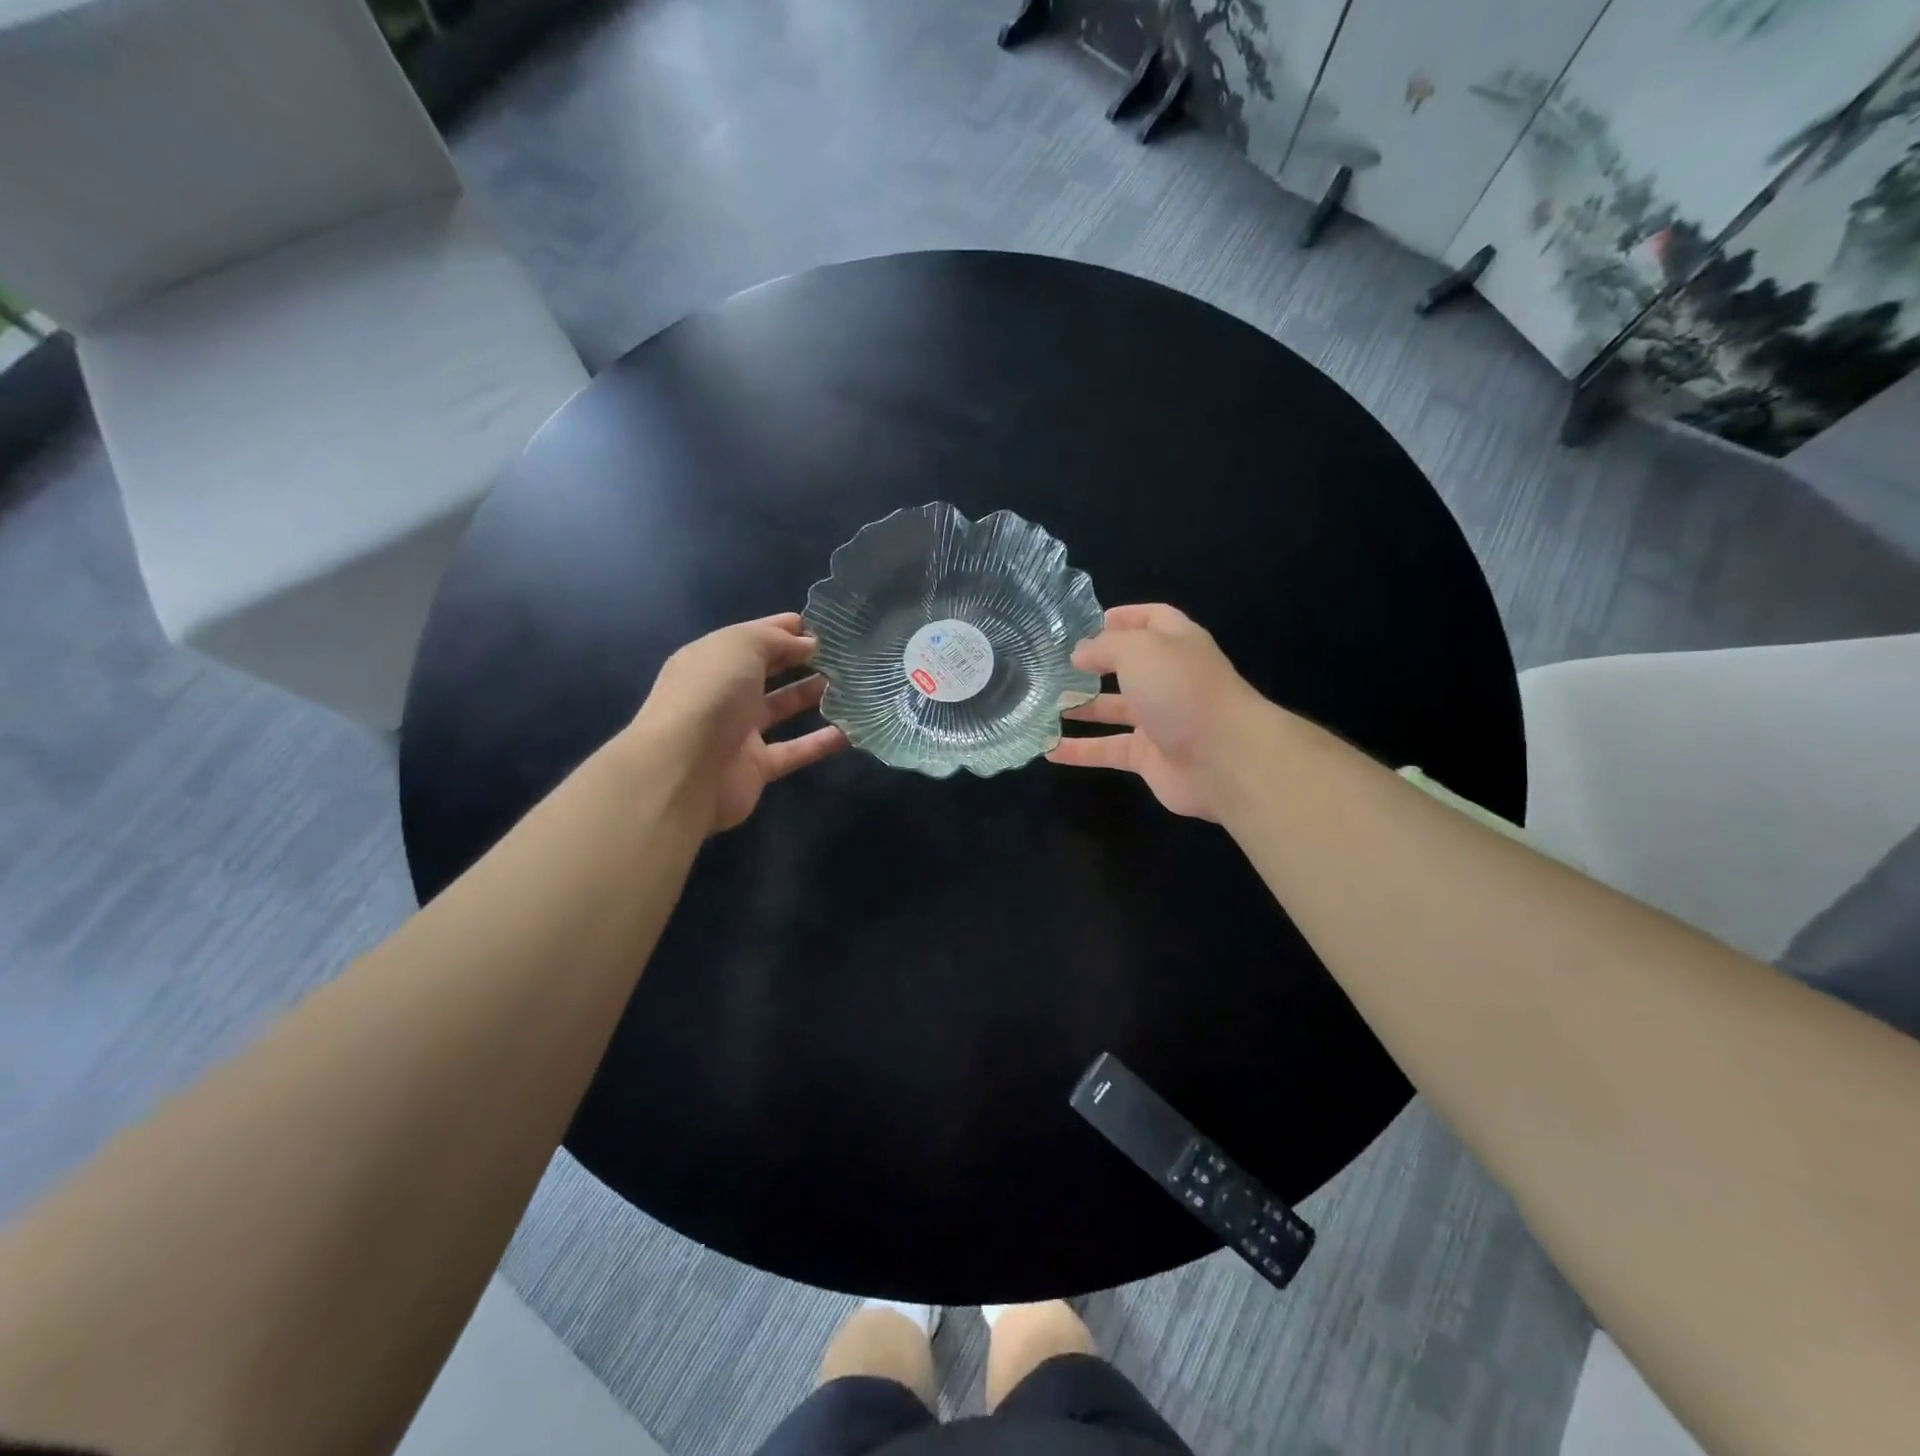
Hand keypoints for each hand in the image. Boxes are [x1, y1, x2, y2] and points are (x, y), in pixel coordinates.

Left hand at [632, 613, 847, 833]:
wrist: (685, 769)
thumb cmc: (710, 694)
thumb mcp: (741, 646)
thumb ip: (775, 639)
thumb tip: (807, 644)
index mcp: (711, 659)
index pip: (751, 637)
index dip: (783, 629)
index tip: (821, 626)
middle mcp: (722, 693)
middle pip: (765, 671)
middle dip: (798, 659)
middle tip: (840, 653)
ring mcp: (737, 732)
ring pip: (780, 708)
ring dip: (810, 694)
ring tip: (849, 683)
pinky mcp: (756, 768)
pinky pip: (794, 750)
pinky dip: (821, 742)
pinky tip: (851, 730)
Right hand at [1046, 604, 1264, 820]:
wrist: (1224, 759)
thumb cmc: (1182, 690)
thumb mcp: (1138, 651)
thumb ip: (1104, 647)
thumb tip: (1079, 654)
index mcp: (1176, 644)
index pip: (1153, 619)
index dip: (1125, 617)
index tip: (1088, 624)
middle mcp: (1170, 679)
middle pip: (1129, 667)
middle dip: (1095, 666)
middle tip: (1055, 667)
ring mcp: (1161, 720)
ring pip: (1115, 710)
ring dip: (1082, 708)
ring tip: (1044, 705)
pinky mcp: (1150, 758)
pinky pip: (1109, 749)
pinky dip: (1081, 751)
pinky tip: (1049, 751)